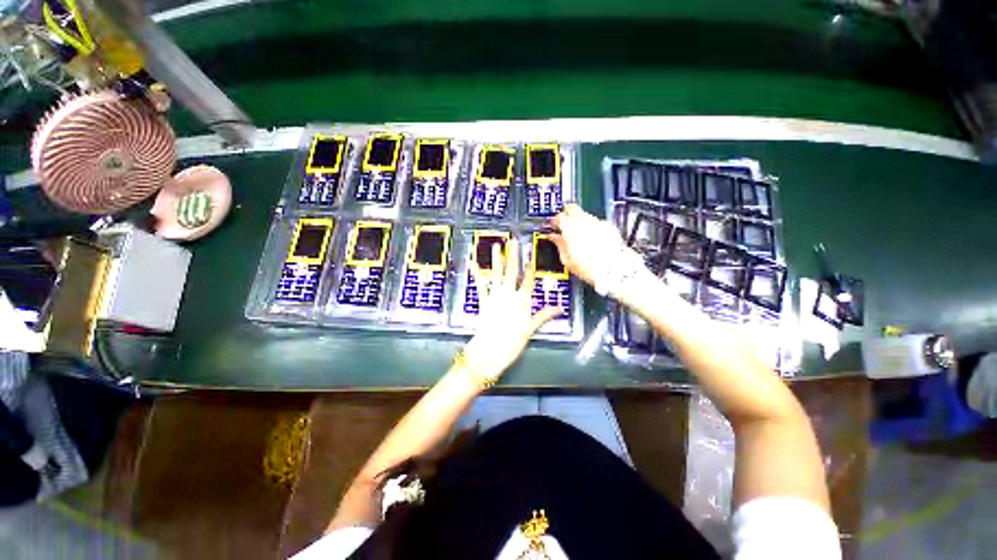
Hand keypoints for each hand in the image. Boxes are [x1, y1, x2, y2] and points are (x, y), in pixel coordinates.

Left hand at [463, 239, 562, 380]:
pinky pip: (480, 284)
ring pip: (497, 274)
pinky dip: (476, 273)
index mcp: (522, 301)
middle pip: (512, 272)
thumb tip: (559, 308)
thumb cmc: (512, 342)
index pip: (528, 281)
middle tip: (513, 241)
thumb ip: (544, 316)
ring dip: (497, 259)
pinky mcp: (484, 300)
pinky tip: (472, 263)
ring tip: (496, 246)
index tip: (530, 256)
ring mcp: (495, 296)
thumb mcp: (531, 329)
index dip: (530, 268)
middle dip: (513, 255)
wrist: (490, 350)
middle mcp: (509, 294)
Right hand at [549, 204, 630, 285]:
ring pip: (585, 215)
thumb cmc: (588, 267)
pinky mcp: (609, 227)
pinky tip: (593, 241)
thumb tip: (554, 238)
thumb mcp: (566, 259)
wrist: (613, 270)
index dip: (555, 221)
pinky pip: (596, 223)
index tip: (553, 227)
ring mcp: (597, 221)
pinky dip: (592, 228)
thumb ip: (559, 244)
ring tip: (579, 236)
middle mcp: (583, 220)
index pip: (558, 216)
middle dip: (567, 215)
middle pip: (572, 208)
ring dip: (580, 221)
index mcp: (569, 226)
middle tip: (564, 226)